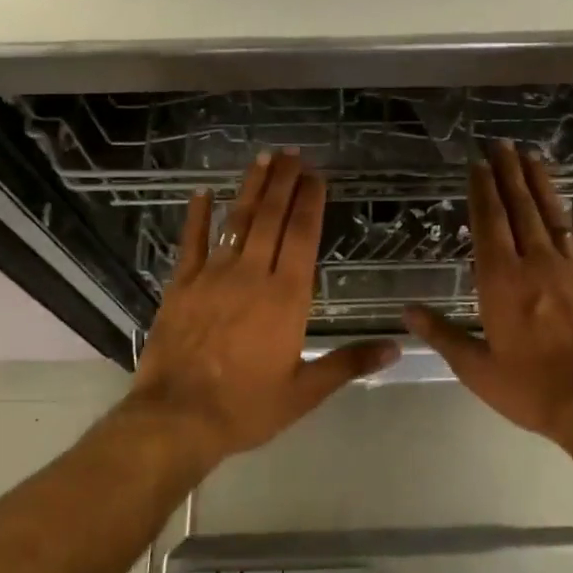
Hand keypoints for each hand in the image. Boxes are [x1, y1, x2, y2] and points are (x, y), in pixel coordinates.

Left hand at [128, 151, 399, 468]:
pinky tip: (202, 193)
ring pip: (236, 222)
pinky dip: (197, 216)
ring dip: (251, 188)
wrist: (176, 419)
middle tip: (292, 154)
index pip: (302, 237)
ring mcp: (212, 277)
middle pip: (271, 218)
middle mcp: (251, 276)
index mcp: (286, 298)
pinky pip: (191, 242)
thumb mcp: (305, 391)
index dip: (310, 202)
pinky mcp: (181, 286)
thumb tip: (396, 348)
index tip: (316, 176)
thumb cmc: (246, 407)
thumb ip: (349, 363)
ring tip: (262, 159)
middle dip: (283, 183)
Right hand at [406, 139, 572, 441]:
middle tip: (503, 144)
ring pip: (556, 217)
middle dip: (509, 174)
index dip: (482, 190)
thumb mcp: (477, 369)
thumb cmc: (533, 389)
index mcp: (502, 280)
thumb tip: (407, 312)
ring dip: (543, 186)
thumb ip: (443, 335)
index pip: (489, 223)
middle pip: (521, 209)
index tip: (478, 164)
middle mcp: (538, 263)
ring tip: (534, 158)